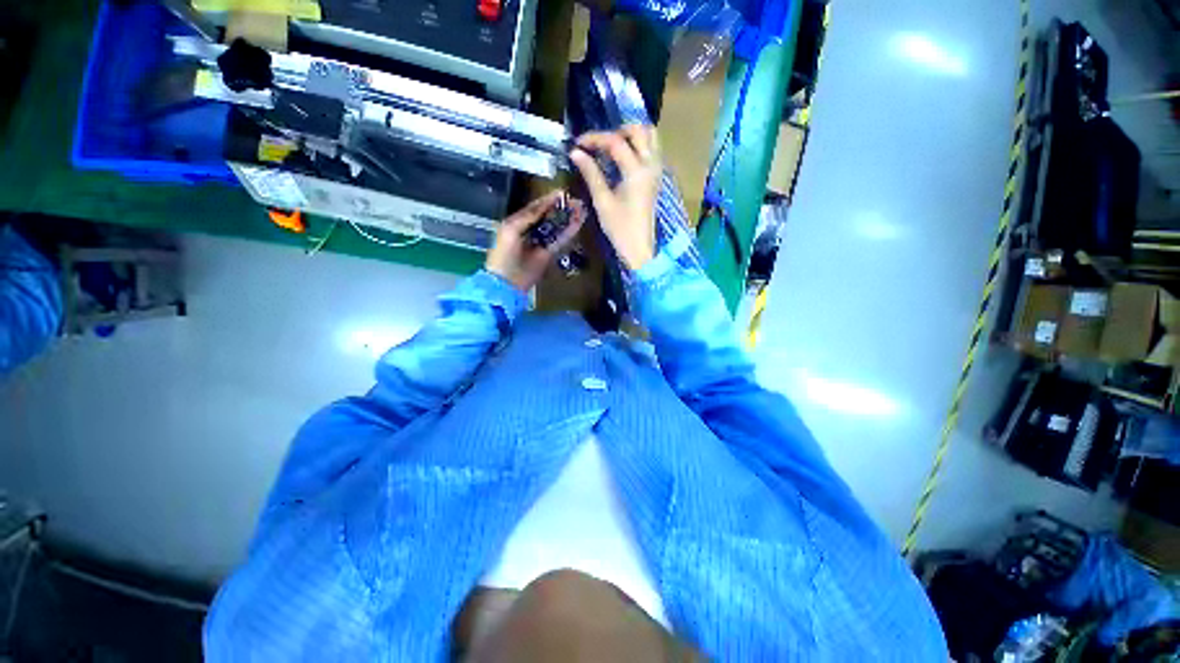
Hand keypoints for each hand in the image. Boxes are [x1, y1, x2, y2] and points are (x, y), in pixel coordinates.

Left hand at [485, 191, 584, 291]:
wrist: (507, 281)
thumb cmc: (504, 254)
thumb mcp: (510, 230)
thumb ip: (526, 216)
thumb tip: (543, 205)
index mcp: (518, 223)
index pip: (535, 208)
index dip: (548, 200)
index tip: (562, 192)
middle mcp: (531, 231)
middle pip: (548, 216)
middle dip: (561, 208)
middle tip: (575, 200)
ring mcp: (541, 242)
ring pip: (556, 227)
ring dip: (568, 218)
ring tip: (580, 209)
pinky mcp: (549, 253)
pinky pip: (560, 240)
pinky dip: (569, 232)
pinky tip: (578, 223)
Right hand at [569, 125, 660, 270]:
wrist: (639, 247)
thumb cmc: (620, 228)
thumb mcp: (602, 201)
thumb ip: (591, 173)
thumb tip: (575, 153)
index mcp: (637, 171)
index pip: (616, 142)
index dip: (595, 138)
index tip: (578, 144)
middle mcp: (651, 165)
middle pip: (639, 130)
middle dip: (616, 131)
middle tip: (598, 144)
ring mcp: (657, 170)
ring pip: (650, 136)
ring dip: (631, 135)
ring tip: (611, 147)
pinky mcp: (657, 177)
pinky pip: (653, 149)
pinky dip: (639, 145)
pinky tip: (623, 157)